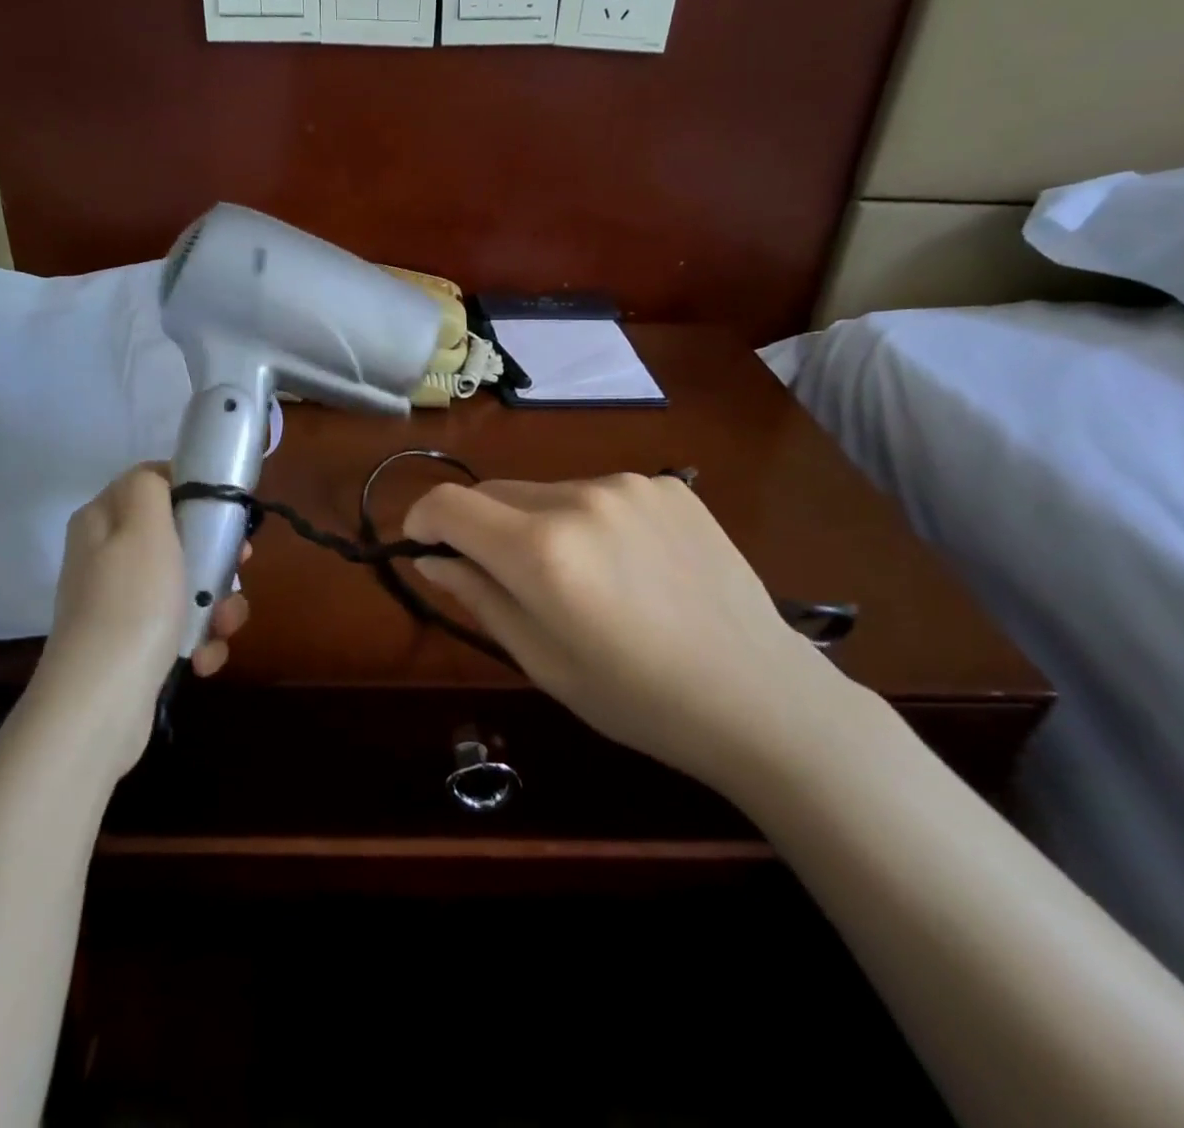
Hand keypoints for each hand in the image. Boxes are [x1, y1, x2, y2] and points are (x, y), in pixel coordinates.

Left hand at [32, 464, 244, 770]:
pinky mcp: (136, 642)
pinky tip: (202, 659)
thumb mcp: (142, 527)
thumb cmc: (131, 603)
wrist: (102, 702)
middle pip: (179, 535)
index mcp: (104, 521)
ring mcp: (122, 602)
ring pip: (188, 583)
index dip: (195, 491)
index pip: (155, 483)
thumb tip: (161, 477)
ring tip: (222, 628)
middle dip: (217, 556)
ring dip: (217, 605)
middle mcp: (108, 556)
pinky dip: (200, 640)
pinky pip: (181, 625)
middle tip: (239, 567)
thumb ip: (151, 485)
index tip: (227, 513)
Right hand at [403, 473, 863, 800]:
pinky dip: (592, 520)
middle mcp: (580, 498)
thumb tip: (432, 560)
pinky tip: (631, 565)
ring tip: (583, 578)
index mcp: (542, 550)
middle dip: (482, 528)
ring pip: (548, 493)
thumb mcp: (542, 660)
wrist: (760, 695)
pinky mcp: (669, 485)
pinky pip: (601, 493)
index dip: (423, 520)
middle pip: (495, 493)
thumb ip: (479, 597)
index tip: (424, 546)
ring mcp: (630, 485)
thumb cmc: (637, 698)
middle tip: (506, 579)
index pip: (449, 505)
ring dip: (540, 524)